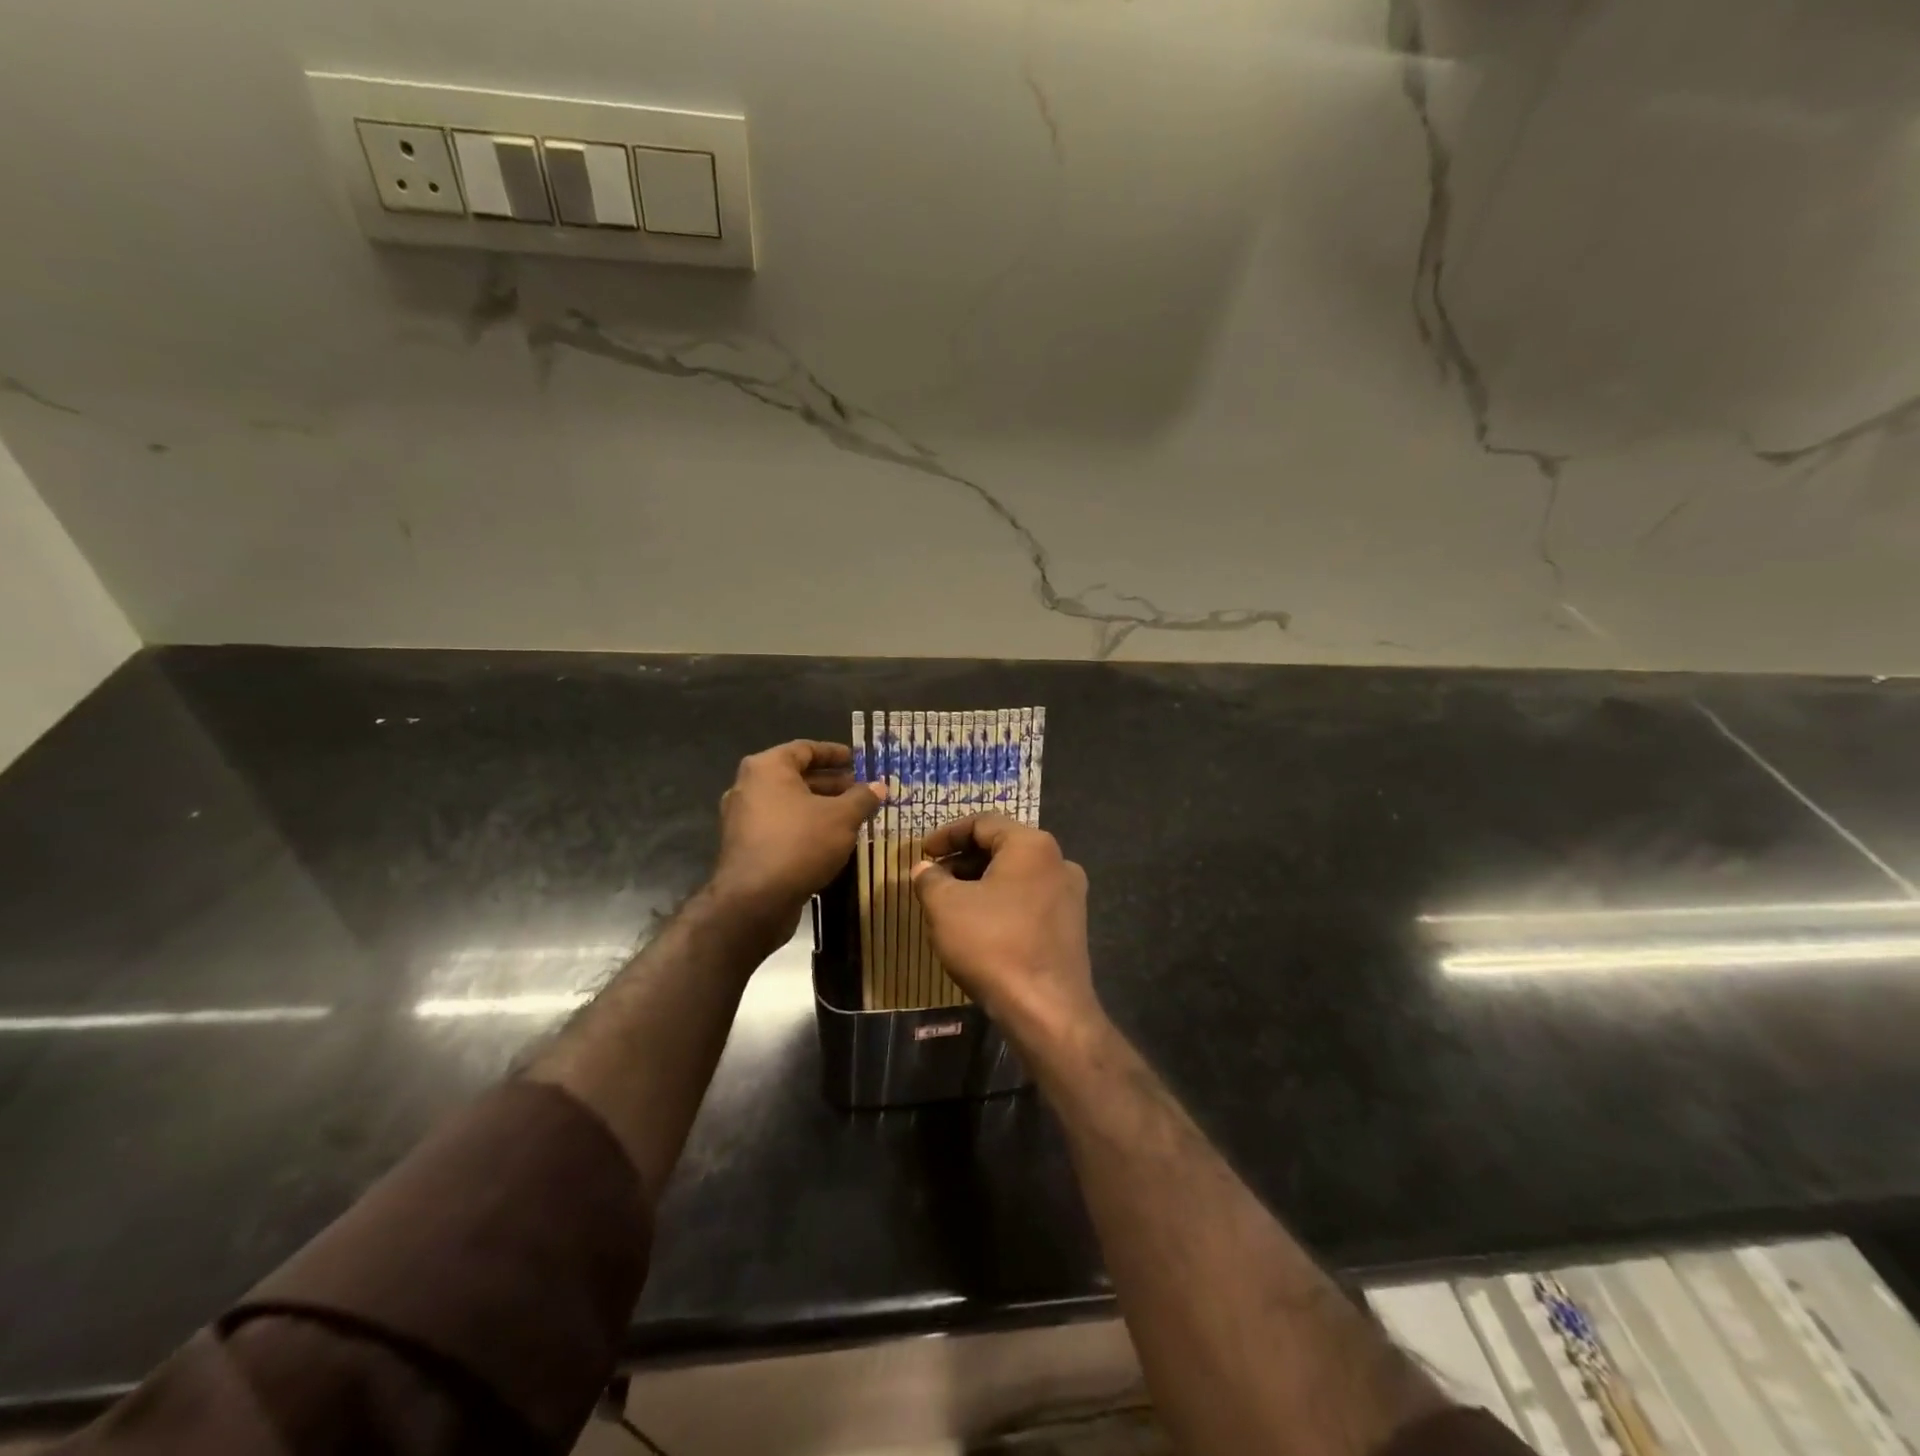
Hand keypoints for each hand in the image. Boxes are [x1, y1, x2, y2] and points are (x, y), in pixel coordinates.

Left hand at [712, 741, 880, 927]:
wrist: (755, 901)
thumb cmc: (800, 844)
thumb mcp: (842, 818)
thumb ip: (862, 798)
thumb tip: (880, 786)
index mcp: (767, 768)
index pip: (805, 749)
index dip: (834, 753)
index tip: (857, 759)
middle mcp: (748, 787)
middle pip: (796, 777)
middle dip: (830, 784)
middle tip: (860, 791)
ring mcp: (742, 818)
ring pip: (788, 804)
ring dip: (819, 807)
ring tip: (851, 816)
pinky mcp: (744, 846)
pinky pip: (779, 826)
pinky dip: (803, 826)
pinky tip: (829, 840)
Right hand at [911, 814, 1096, 1047]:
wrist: (1046, 1009)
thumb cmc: (993, 944)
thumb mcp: (945, 907)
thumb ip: (930, 879)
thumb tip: (925, 869)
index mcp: (1032, 845)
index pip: (983, 823)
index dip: (947, 834)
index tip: (922, 853)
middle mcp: (1058, 861)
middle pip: (1003, 846)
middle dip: (963, 859)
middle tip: (933, 877)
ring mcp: (1070, 895)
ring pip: (1017, 875)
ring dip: (982, 882)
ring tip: (951, 902)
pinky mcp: (1072, 925)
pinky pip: (1030, 900)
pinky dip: (1002, 902)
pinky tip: (980, 925)